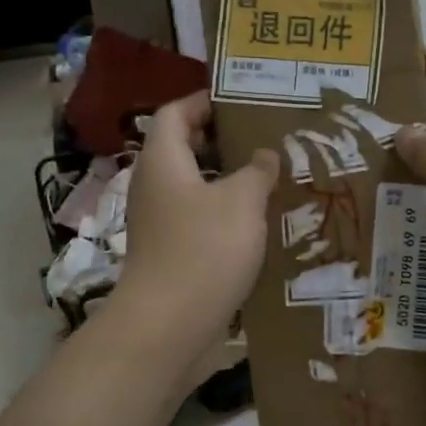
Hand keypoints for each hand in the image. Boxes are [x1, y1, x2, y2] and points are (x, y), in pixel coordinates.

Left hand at [118, 92, 278, 330]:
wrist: (170, 325)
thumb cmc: (204, 249)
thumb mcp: (242, 200)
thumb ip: (257, 170)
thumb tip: (264, 156)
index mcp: (163, 161)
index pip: (175, 113)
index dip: (204, 101)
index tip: (242, 100)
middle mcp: (155, 186)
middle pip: (184, 149)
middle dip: (223, 141)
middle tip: (265, 138)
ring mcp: (160, 223)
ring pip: (195, 187)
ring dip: (228, 181)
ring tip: (271, 178)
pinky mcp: (171, 253)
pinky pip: (199, 220)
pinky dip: (225, 214)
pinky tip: (259, 223)